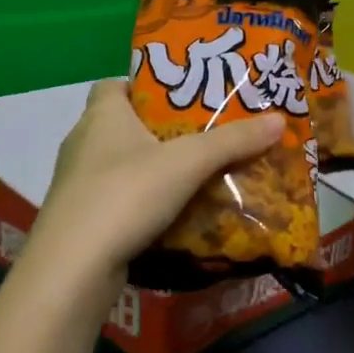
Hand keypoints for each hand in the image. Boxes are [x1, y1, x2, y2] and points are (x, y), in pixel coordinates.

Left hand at [25, 80, 284, 288]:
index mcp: (101, 115)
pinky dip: (143, 202)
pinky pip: (118, 200)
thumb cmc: (126, 194)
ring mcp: (77, 184)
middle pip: (122, 126)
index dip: (144, 86)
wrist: (74, 267)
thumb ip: (232, 141)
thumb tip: (279, 119)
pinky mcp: (80, 220)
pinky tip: (173, 214)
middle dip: (160, 131)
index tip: (180, 97)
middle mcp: (83, 142)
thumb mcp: (187, 163)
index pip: (114, 84)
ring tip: (196, 175)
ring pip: (121, 165)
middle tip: (204, 136)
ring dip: (153, 169)